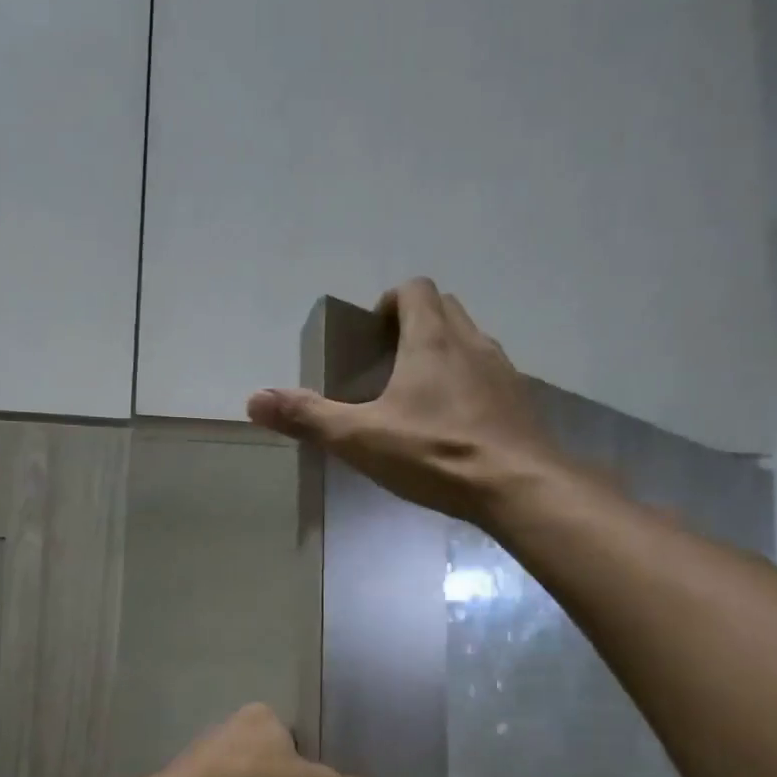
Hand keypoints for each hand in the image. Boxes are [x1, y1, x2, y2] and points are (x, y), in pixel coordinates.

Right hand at [246, 278, 561, 525]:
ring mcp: (504, 371)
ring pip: (472, 341)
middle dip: (417, 322)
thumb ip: (308, 417)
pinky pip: (492, 376)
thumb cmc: (436, 454)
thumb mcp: (361, 438)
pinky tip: (457, 424)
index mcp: (432, 339)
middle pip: (445, 308)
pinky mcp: (522, 401)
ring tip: (421, 394)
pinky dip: (471, 384)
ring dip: (446, 352)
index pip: (415, 289)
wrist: (520, 487)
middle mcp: (472, 342)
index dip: (391, 302)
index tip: (374, 333)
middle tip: (391, 361)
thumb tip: (254, 399)